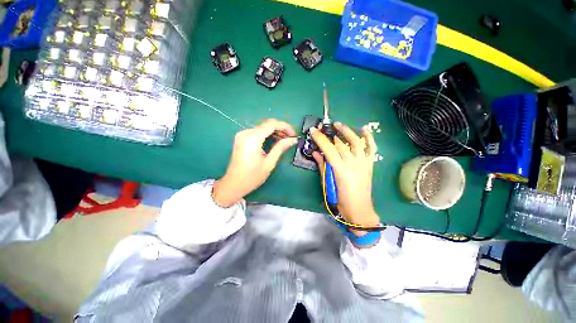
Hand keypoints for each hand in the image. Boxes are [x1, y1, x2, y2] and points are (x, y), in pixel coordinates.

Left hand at [213, 119, 297, 206]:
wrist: (233, 184)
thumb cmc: (252, 176)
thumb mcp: (269, 162)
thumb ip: (280, 148)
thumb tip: (293, 139)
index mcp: (253, 138)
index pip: (272, 124)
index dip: (285, 127)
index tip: (294, 135)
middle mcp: (246, 132)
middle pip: (267, 124)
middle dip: (280, 129)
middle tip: (290, 138)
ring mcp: (242, 135)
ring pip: (262, 127)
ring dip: (274, 132)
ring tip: (284, 140)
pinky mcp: (241, 139)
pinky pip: (257, 132)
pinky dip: (267, 135)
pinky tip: (274, 141)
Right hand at [311, 122, 379, 232]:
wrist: (360, 210)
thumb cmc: (340, 200)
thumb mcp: (327, 184)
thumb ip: (322, 167)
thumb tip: (316, 153)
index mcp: (341, 170)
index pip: (329, 149)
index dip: (321, 139)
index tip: (313, 130)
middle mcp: (353, 164)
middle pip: (341, 144)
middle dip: (330, 134)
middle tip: (323, 128)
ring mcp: (364, 163)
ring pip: (356, 142)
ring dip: (347, 131)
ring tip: (339, 125)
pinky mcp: (370, 164)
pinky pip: (371, 148)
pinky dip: (369, 137)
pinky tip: (363, 129)